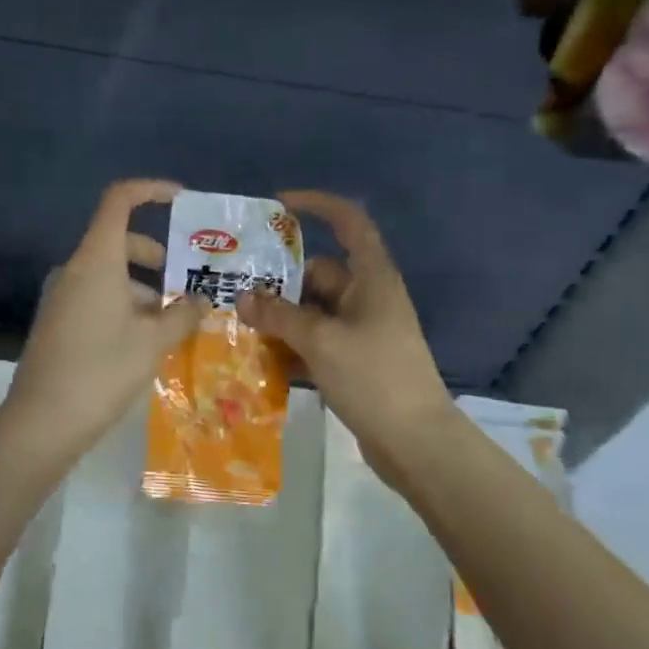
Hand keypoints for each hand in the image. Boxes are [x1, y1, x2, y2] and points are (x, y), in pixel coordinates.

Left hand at [4, 180, 203, 463]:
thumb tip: (201, 300)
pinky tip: (144, 342)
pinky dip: (124, 306)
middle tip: (186, 282)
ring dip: (143, 289)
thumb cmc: (102, 370)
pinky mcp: (58, 322)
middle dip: (156, 256)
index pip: (119, 201)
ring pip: (109, 275)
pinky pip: (96, 298)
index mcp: (97, 260)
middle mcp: (75, 269)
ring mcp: (62, 296)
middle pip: (119, 242)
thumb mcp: (153, 342)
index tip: (181, 200)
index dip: (150, 190)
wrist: (42, 421)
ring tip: (173, 323)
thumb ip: (182, 314)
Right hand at [236, 191, 454, 464]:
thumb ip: (279, 315)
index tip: (278, 205)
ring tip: (236, 322)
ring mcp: (360, 332)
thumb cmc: (374, 377)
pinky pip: (314, 342)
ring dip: (279, 316)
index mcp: (371, 279)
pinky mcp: (353, 362)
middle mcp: (366, 298)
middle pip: (317, 274)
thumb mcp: (321, 341)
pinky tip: (258, 357)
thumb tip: (243, 296)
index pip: (349, 223)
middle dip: (278, 279)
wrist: (416, 444)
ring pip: (311, 311)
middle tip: (233, 285)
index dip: (317, 205)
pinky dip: (290, 346)